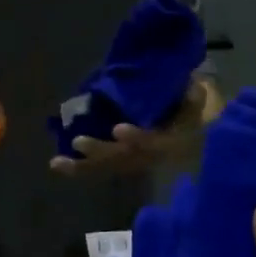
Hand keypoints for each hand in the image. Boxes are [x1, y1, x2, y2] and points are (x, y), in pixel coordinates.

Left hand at [50, 82, 209, 176]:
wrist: (198, 144)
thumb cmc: (194, 116)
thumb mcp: (199, 105)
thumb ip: (194, 98)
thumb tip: (193, 87)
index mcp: (172, 142)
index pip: (155, 143)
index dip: (137, 138)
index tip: (118, 130)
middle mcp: (150, 158)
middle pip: (124, 159)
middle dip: (100, 152)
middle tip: (78, 141)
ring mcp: (135, 164)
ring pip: (108, 168)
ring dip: (82, 167)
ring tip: (56, 163)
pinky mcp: (123, 164)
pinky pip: (101, 169)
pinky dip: (80, 168)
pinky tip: (58, 164)